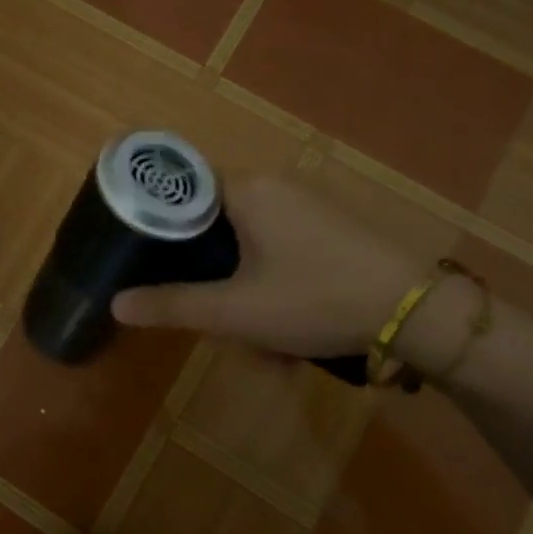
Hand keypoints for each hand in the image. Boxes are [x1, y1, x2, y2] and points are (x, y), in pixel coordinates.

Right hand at [110, 176, 415, 357]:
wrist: (416, 311)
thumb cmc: (315, 298)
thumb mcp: (236, 312)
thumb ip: (173, 305)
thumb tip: (115, 304)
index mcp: (247, 190)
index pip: (184, 190)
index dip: (162, 225)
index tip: (150, 261)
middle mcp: (275, 186)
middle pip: (217, 227)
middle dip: (215, 281)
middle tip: (222, 324)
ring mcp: (308, 206)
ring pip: (252, 248)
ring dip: (248, 295)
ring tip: (266, 347)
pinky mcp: (332, 228)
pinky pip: (284, 253)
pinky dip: (278, 290)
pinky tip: (293, 334)